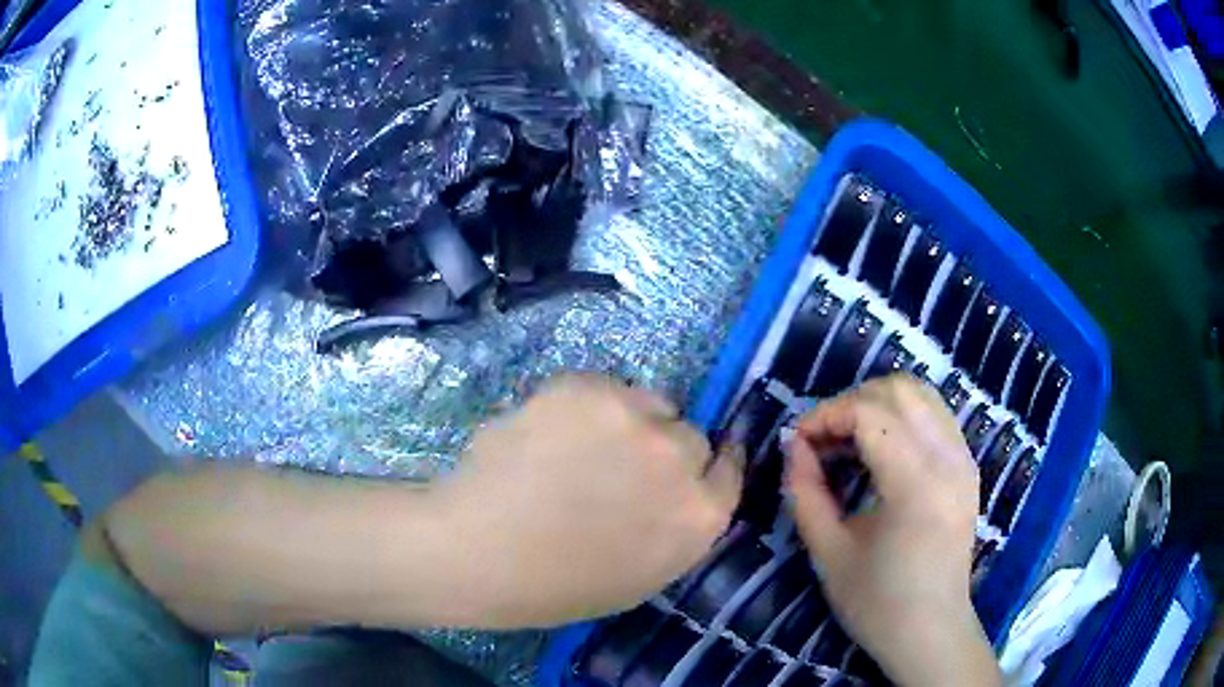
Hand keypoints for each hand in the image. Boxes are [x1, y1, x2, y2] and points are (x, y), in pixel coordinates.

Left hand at [434, 374, 742, 627]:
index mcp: (699, 516)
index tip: (691, 466)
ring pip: (648, 403)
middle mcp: (679, 457)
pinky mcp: (586, 386)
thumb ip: (679, 528)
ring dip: (628, 423)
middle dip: (664, 450)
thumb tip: (682, 491)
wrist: (479, 552)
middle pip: (691, 434)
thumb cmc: (558, 585)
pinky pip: (603, 388)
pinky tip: (549, 435)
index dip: (709, 465)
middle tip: (616, 467)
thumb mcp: (643, 576)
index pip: (730, 469)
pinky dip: (585, 407)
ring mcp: (632, 416)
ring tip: (577, 448)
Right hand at [786, 375, 999, 686]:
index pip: (870, 413)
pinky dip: (902, 416)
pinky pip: (935, 415)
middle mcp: (949, 459)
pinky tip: (881, 450)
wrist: (930, 631)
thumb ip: (805, 493)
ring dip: (879, 403)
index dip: (826, 414)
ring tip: (849, 440)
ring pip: (922, 393)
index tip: (798, 440)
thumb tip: (794, 447)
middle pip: (899, 389)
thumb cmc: (877, 602)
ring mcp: (964, 459)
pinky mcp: (967, 466)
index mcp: (916, 484)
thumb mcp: (828, 553)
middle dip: (851, 401)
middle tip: (823, 439)